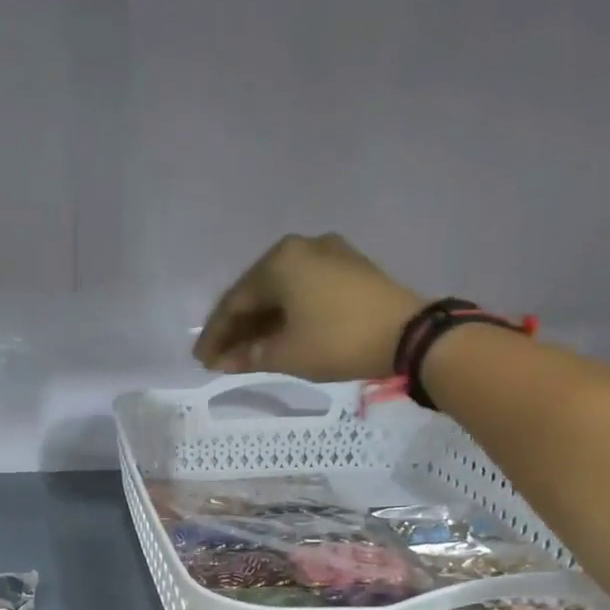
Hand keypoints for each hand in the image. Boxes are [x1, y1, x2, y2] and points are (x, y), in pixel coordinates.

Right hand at [194, 233, 425, 380]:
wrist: (409, 335)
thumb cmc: (336, 340)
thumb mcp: (285, 354)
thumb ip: (248, 356)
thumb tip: (224, 361)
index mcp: (279, 261)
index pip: (234, 302)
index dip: (215, 334)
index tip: (201, 360)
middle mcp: (301, 248)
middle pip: (257, 293)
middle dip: (236, 328)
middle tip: (219, 357)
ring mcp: (328, 254)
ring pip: (281, 292)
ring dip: (261, 323)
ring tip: (245, 352)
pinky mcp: (349, 269)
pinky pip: (303, 290)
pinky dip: (286, 314)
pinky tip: (276, 335)